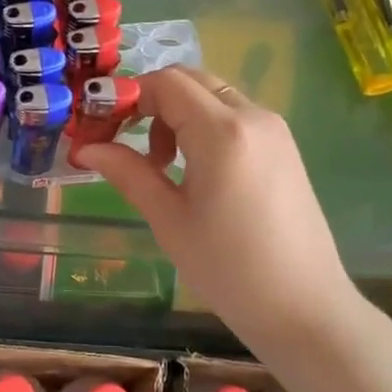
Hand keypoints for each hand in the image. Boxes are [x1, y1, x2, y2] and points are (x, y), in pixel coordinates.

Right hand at [73, 66, 356, 332]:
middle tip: (121, 139)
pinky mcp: (283, 146)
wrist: (306, 311)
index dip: (124, 96)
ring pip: (211, 94)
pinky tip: (193, 168)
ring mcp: (273, 129)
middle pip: (188, 80)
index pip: (164, 83)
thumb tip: (85, 148)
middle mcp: (253, 116)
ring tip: (159, 163)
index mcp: (222, 132)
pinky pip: (233, 114)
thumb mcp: (169, 220)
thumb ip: (127, 172)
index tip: (98, 127)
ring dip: (175, 112)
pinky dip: (202, 123)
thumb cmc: (230, 270)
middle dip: (148, 101)